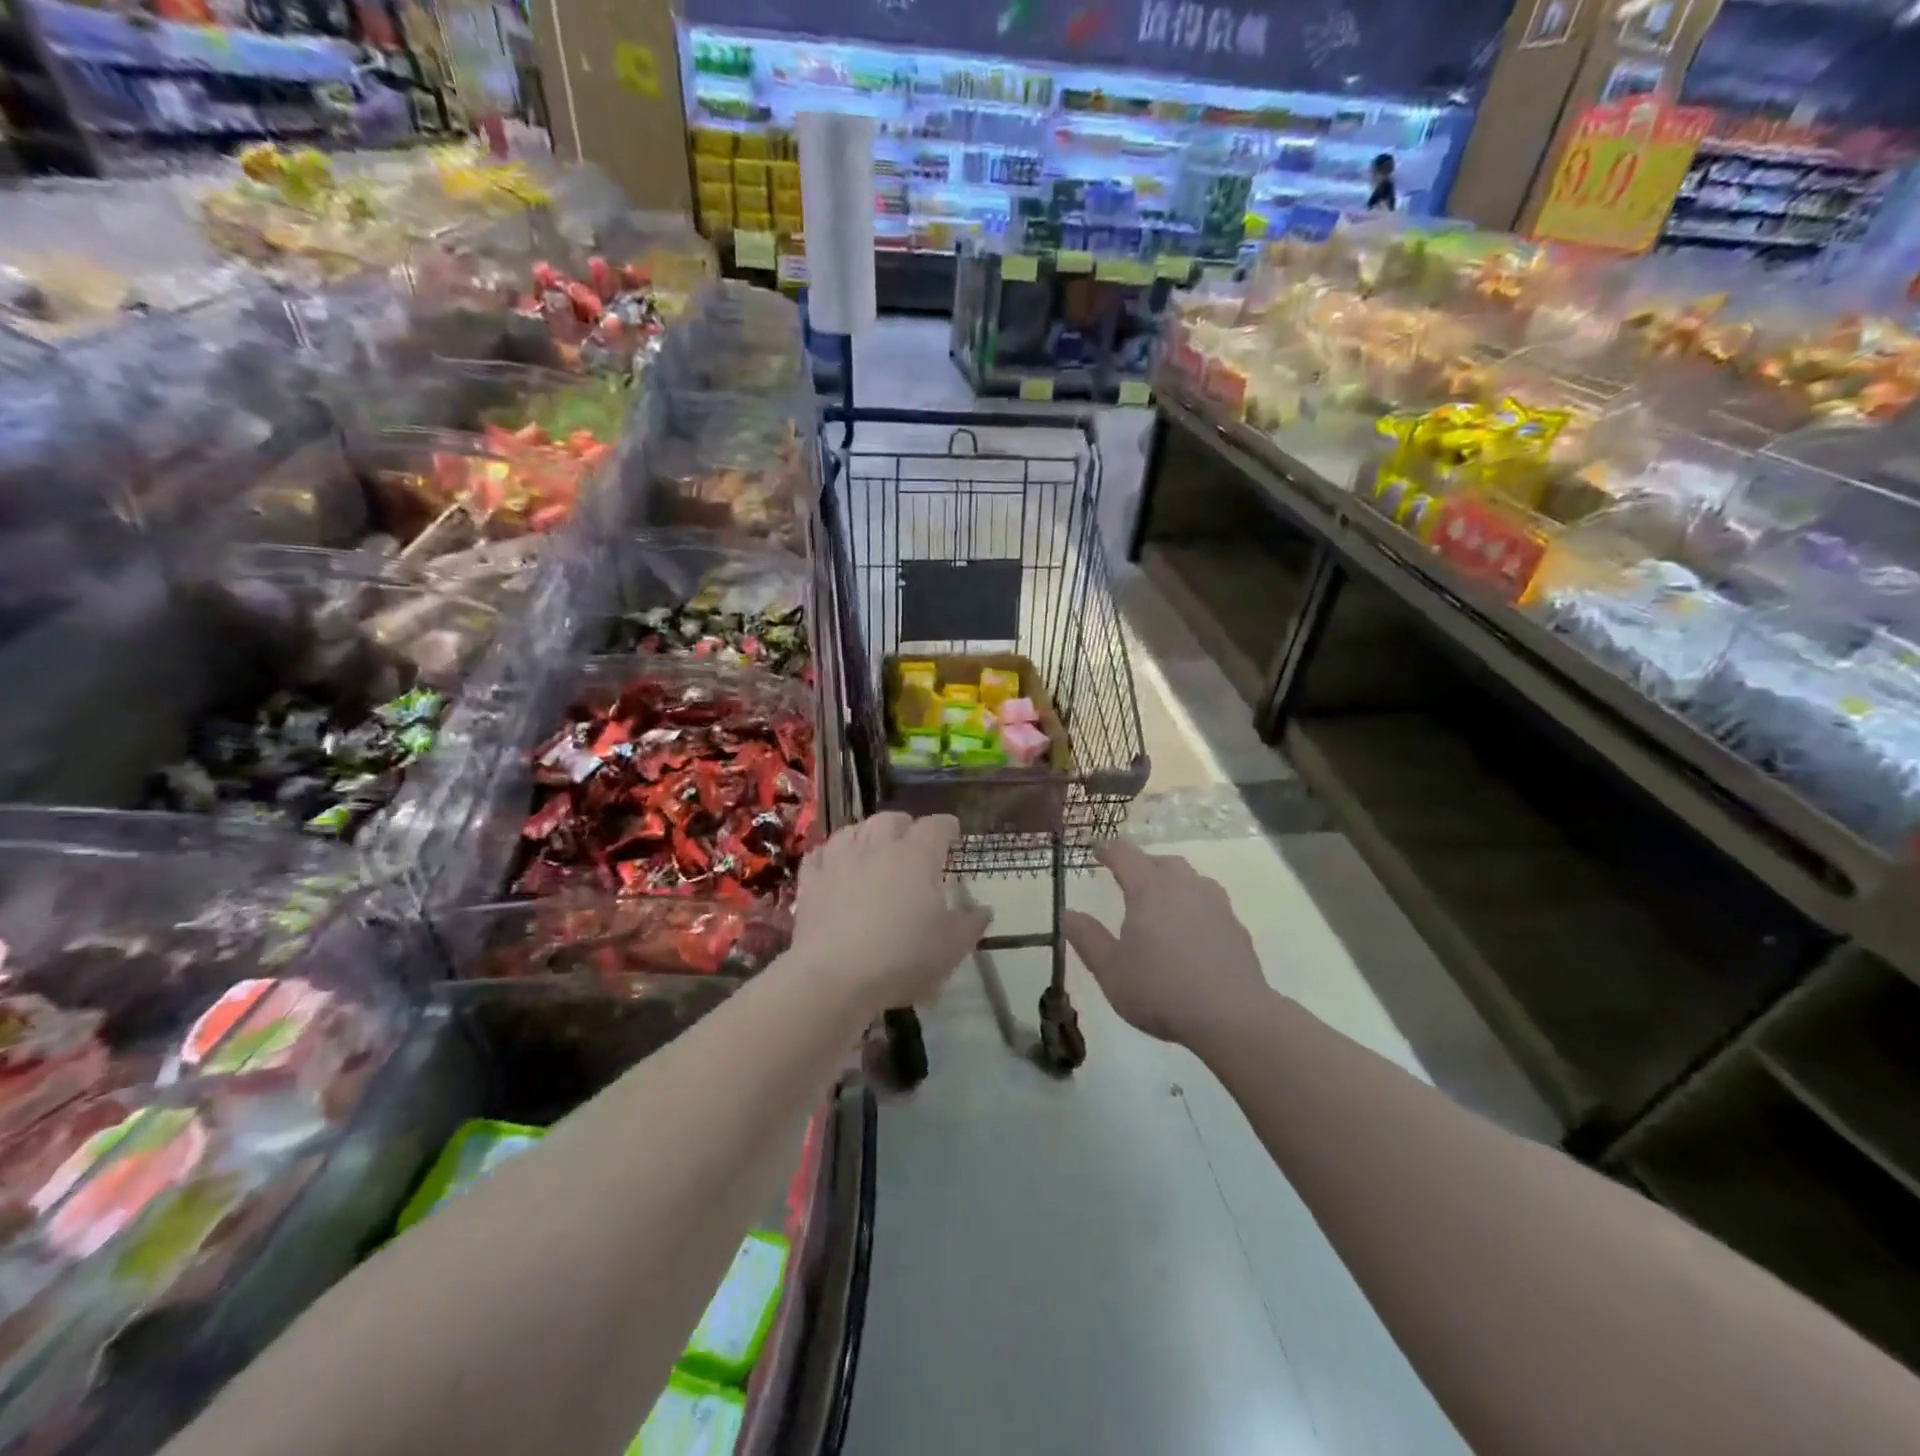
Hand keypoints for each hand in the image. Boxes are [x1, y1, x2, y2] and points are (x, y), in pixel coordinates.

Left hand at [791, 813, 990, 1014]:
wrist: (835, 975)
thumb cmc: (902, 957)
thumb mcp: (951, 947)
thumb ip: (970, 924)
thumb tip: (984, 909)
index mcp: (916, 856)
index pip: (936, 826)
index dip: (946, 827)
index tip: (952, 833)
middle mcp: (878, 847)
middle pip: (891, 819)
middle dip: (905, 825)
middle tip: (912, 841)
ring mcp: (840, 860)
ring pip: (854, 829)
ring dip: (867, 834)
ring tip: (874, 848)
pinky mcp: (811, 880)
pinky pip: (820, 854)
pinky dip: (831, 854)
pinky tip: (835, 864)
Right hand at [1063, 841, 1264, 1044]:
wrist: (1232, 1016)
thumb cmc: (1161, 990)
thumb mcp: (1110, 970)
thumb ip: (1087, 938)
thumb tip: (1068, 914)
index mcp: (1149, 890)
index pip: (1125, 855)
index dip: (1108, 850)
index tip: (1097, 849)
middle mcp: (1183, 887)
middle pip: (1161, 862)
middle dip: (1142, 864)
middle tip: (1128, 878)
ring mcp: (1215, 904)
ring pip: (1190, 878)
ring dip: (1171, 881)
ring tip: (1161, 900)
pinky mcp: (1236, 927)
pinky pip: (1209, 902)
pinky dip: (1194, 905)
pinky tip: (1191, 929)